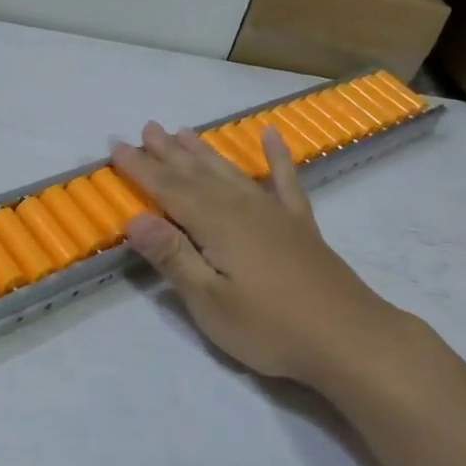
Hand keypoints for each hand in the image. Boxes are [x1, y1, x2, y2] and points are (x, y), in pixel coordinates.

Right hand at [110, 123, 412, 391]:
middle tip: (147, 128)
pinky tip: (272, 135)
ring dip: (205, 152)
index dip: (141, 169)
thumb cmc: (270, 327)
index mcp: (217, 225)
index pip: (169, 190)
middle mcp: (244, 208)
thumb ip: (174, 257)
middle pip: (198, 174)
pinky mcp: (300, 225)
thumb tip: (134, 219)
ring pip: (231, 172)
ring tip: (184, 132)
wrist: (348, 337)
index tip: (117, 148)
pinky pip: (285, 180)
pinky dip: (277, 156)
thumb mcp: (211, 302)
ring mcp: (275, 213)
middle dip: (168, 153)